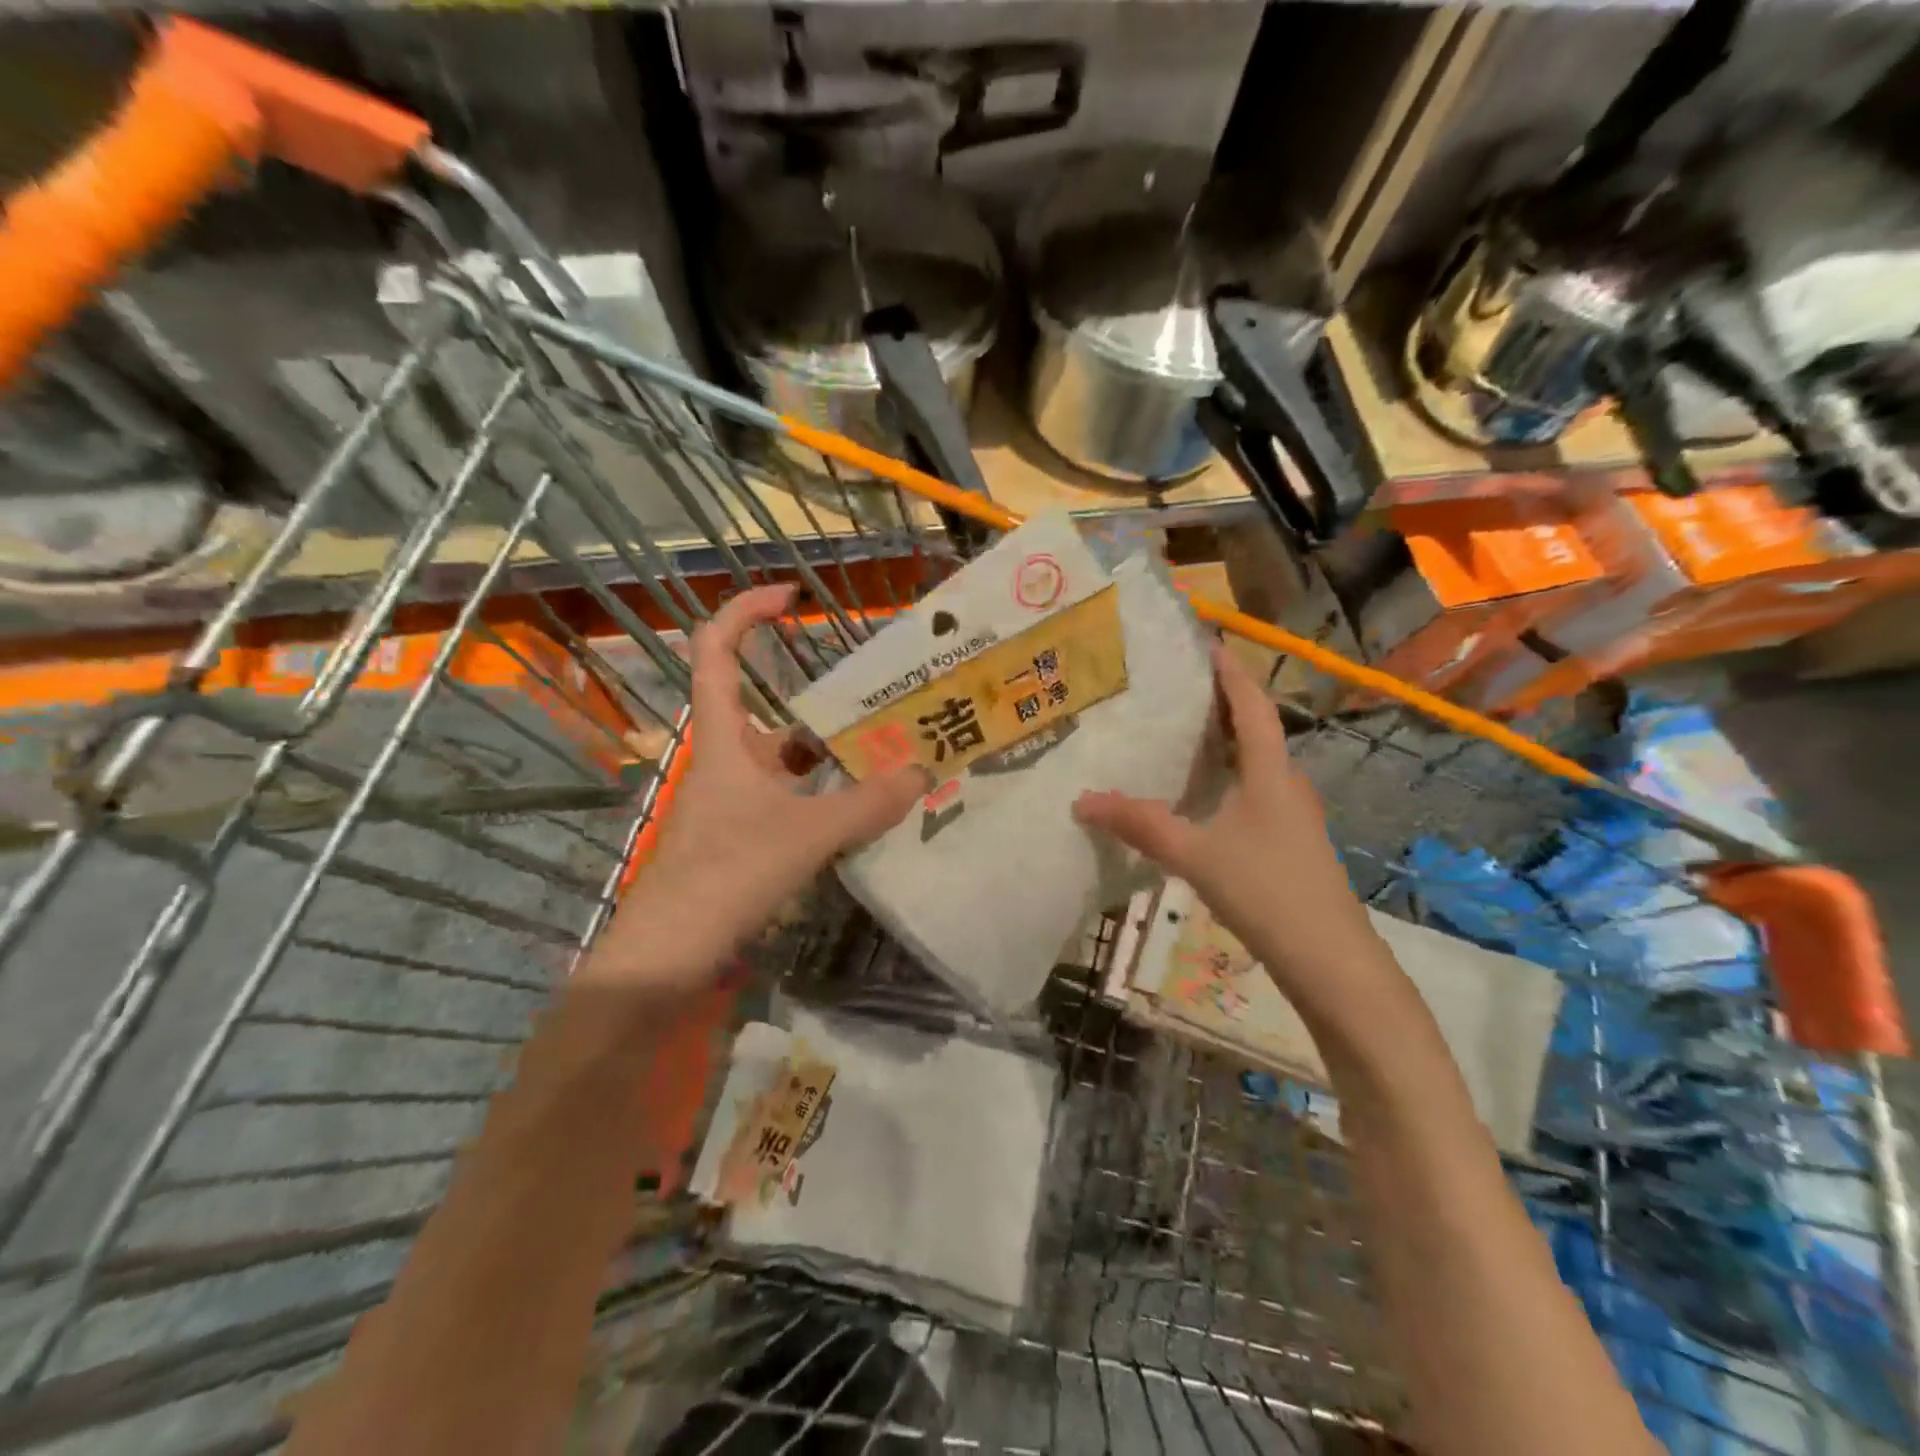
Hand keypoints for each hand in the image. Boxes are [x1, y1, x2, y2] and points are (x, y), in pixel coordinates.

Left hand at [584, 584, 926, 993]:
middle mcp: (727, 759)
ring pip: (785, 759)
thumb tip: (923, 774)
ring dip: (828, 753)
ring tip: (885, 752)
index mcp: (724, 737)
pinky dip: (823, 795)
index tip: (792, 597)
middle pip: (768, 708)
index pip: (717, 650)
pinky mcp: (741, 835)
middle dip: (820, 700)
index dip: (747, 612)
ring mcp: (733, 799)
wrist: (668, 953)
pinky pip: (790, 798)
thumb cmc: (726, 874)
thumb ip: (867, 805)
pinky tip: (860, 809)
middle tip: (878, 700)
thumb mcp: (806, 835)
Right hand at [1073, 642, 1392, 1019]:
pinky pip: (1252, 795)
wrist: (1331, 962)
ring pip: (1254, 766)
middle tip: (1176, 689)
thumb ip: (1140, 825)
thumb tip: (1083, 800)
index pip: (1253, 706)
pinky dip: (1225, 781)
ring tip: (1179, 736)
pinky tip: (1197, 799)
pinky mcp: (1288, 846)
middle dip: (1221, 705)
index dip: (1231, 673)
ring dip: (1224, 745)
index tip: (1207, 644)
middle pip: (1255, 731)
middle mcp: (1286, 786)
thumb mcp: (1195, 855)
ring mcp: (1292, 818)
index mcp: (1271, 773)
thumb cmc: (1268, 893)